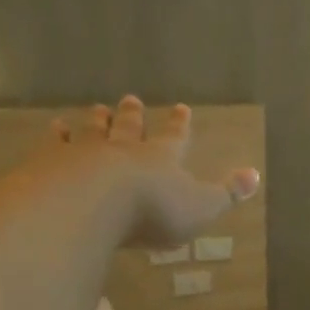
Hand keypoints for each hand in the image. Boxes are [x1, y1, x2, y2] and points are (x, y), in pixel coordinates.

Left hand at [49, 96, 259, 249]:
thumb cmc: (152, 210)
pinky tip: (55, 129)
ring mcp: (86, 153)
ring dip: (97, 121)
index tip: (181, 108)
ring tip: (96, 109)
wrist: (91, 203)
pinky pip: (57, 144)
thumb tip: (255, 174)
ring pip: (94, 131)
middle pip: (129, 127)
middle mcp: (124, 149)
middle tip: (131, 99)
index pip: (174, 138)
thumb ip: (227, 193)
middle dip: (133, 115)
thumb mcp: (201, 207)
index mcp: (161, 159)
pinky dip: (58, 135)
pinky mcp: (53, 163)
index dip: (178, 126)